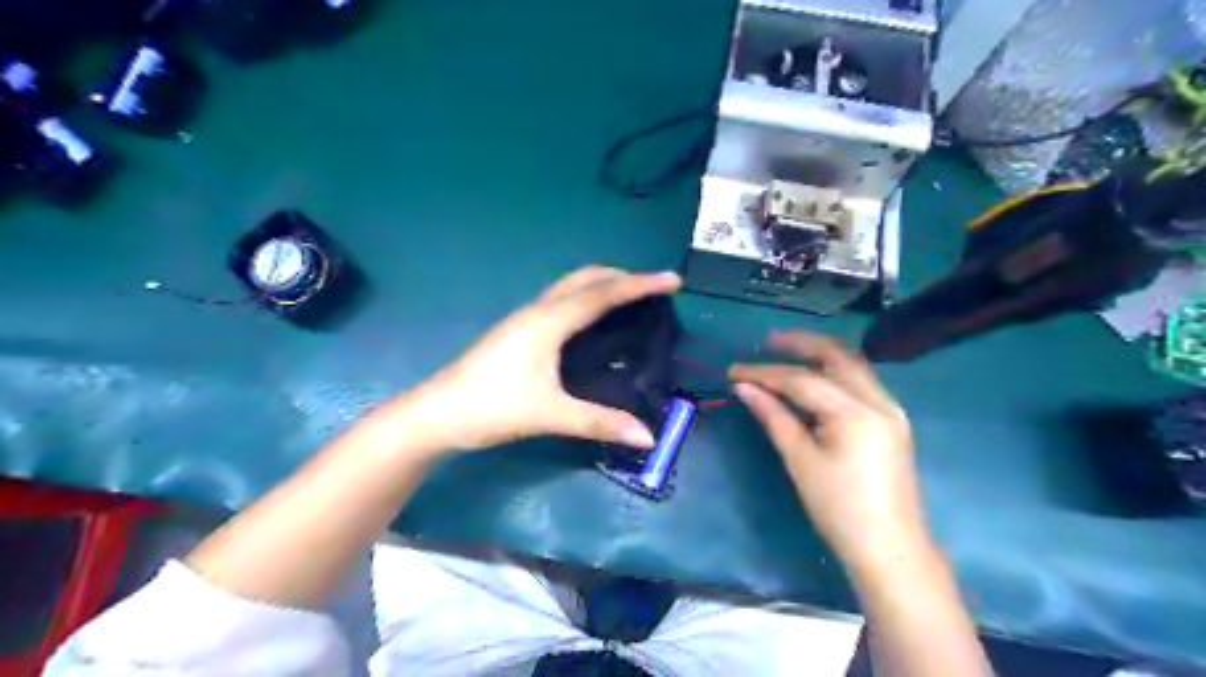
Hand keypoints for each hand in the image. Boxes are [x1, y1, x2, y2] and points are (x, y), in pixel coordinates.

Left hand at [396, 266, 676, 451]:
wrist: (437, 414)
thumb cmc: (492, 407)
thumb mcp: (550, 415)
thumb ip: (599, 422)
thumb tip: (648, 436)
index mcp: (549, 322)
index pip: (603, 294)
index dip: (640, 285)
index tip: (673, 280)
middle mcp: (538, 311)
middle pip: (585, 278)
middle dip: (621, 276)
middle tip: (653, 288)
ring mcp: (524, 319)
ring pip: (569, 288)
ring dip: (601, 285)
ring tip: (629, 299)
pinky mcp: (517, 331)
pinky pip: (559, 301)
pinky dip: (585, 299)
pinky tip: (591, 323)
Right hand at [731, 332, 925, 574]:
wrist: (890, 548)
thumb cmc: (839, 509)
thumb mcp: (801, 461)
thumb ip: (774, 417)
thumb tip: (744, 388)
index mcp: (855, 413)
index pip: (802, 380)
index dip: (765, 372)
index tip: (734, 371)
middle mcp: (879, 401)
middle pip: (838, 356)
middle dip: (802, 344)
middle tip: (769, 340)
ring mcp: (890, 410)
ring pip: (853, 366)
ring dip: (820, 355)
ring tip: (787, 351)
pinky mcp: (891, 421)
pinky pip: (860, 383)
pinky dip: (834, 373)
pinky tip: (813, 378)